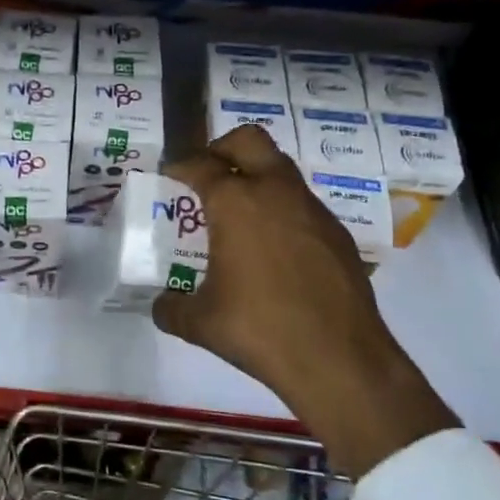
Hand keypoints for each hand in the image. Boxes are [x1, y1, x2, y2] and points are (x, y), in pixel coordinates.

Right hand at [151, 125, 456, 476]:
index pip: (200, 165)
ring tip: (239, 214)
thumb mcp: (199, 323)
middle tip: (207, 174)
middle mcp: (275, 192)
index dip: (180, 165)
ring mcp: (313, 210)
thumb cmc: (259, 330)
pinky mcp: (337, 233)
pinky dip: (282, 210)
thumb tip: (161, 305)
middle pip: (249, 141)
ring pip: (281, 169)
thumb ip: (171, 308)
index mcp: (235, 203)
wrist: (338, 358)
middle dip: (223, 148)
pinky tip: (274, 248)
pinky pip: (302, 204)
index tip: (170, 172)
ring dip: (257, 177)